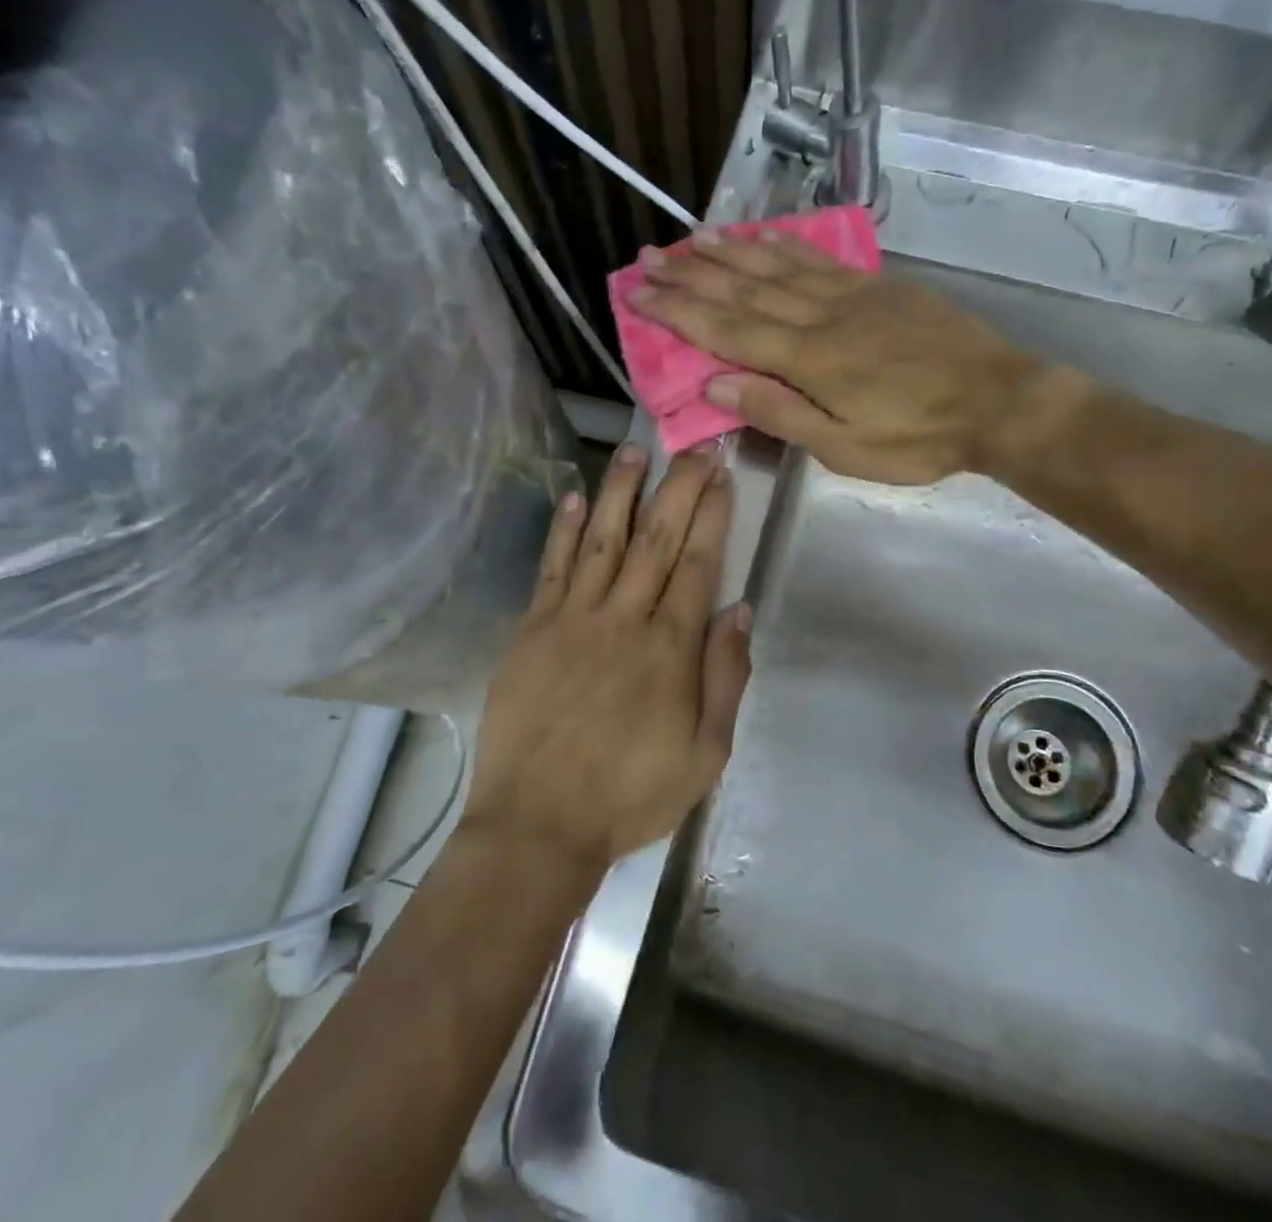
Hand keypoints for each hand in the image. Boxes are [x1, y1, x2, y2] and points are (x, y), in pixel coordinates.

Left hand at [463, 447, 751, 875]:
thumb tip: (739, 608)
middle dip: (679, 488)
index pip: (698, 564)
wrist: (537, 824)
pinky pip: (551, 568)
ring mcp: (572, 619)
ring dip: (622, 491)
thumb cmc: (630, 795)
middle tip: (694, 447)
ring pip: (603, 540)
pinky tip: (576, 495)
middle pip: (656, 539)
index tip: (723, 476)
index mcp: (669, 648)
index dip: (712, 515)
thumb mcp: (706, 755)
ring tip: (635, 449)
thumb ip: (726, 677)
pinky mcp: (531, 629)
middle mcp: (623, 619)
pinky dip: (564, 529)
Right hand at [629, 232, 1033, 483]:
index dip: (677, 311)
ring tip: (691, 238)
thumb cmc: (918, 438)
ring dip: (729, 253)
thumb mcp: (844, 448)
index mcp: (807, 360)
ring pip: (777, 267)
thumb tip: (714, 387)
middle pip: (743, 290)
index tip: (637, 293)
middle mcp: (819, 316)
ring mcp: (850, 296)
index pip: (726, 330)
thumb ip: (779, 413)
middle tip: (647, 259)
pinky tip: (763, 236)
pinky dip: (784, 245)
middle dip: (690, 275)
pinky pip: (819, 259)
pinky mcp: (877, 287)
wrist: (998, 401)